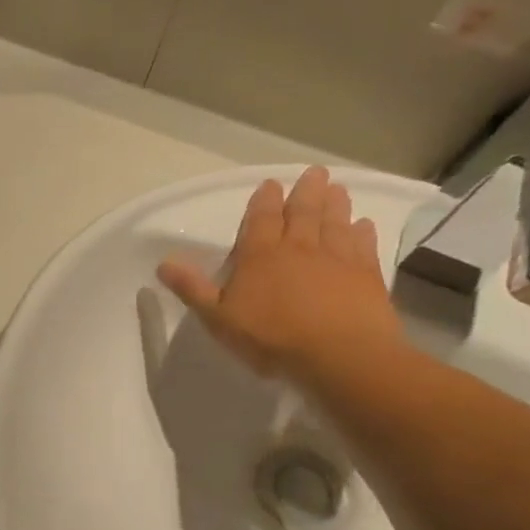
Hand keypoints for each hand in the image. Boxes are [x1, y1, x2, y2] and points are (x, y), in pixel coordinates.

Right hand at [157, 166, 404, 380]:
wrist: (339, 357)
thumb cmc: (271, 338)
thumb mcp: (218, 318)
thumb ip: (192, 288)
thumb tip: (164, 262)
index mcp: (260, 255)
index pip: (261, 219)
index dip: (264, 200)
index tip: (270, 184)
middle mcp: (299, 248)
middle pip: (303, 212)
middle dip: (305, 191)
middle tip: (314, 172)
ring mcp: (337, 260)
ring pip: (335, 222)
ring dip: (335, 204)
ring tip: (337, 188)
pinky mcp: (366, 276)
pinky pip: (363, 246)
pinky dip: (363, 232)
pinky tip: (364, 224)